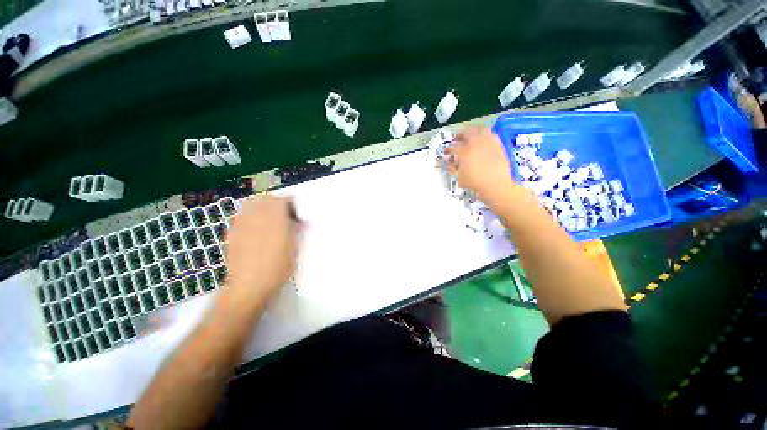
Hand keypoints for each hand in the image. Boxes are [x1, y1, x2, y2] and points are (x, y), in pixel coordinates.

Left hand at [222, 196, 298, 310]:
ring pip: (250, 205)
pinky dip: (250, 218)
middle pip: (264, 199)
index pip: (282, 200)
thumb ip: (296, 230)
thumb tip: (300, 222)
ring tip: (269, 221)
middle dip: (275, 203)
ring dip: (261, 208)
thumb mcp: (294, 248)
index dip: (291, 203)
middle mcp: (256, 217)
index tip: (296, 212)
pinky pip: (241, 217)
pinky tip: (256, 231)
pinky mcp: (232, 233)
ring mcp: (241, 224)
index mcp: (275, 219)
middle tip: (283, 214)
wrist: (249, 287)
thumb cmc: (277, 267)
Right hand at [446, 126, 516, 204]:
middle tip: (457, 138)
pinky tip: (482, 139)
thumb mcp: (459, 177)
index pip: (453, 147)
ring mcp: (487, 141)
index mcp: (464, 152)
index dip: (448, 149)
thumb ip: (453, 166)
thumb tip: (449, 160)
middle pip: (465, 132)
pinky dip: (484, 134)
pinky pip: (490, 133)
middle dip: (459, 135)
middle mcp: (475, 143)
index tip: (446, 152)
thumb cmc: (475, 183)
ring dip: (472, 130)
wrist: (496, 184)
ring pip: (479, 128)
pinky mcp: (497, 143)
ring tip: (470, 134)